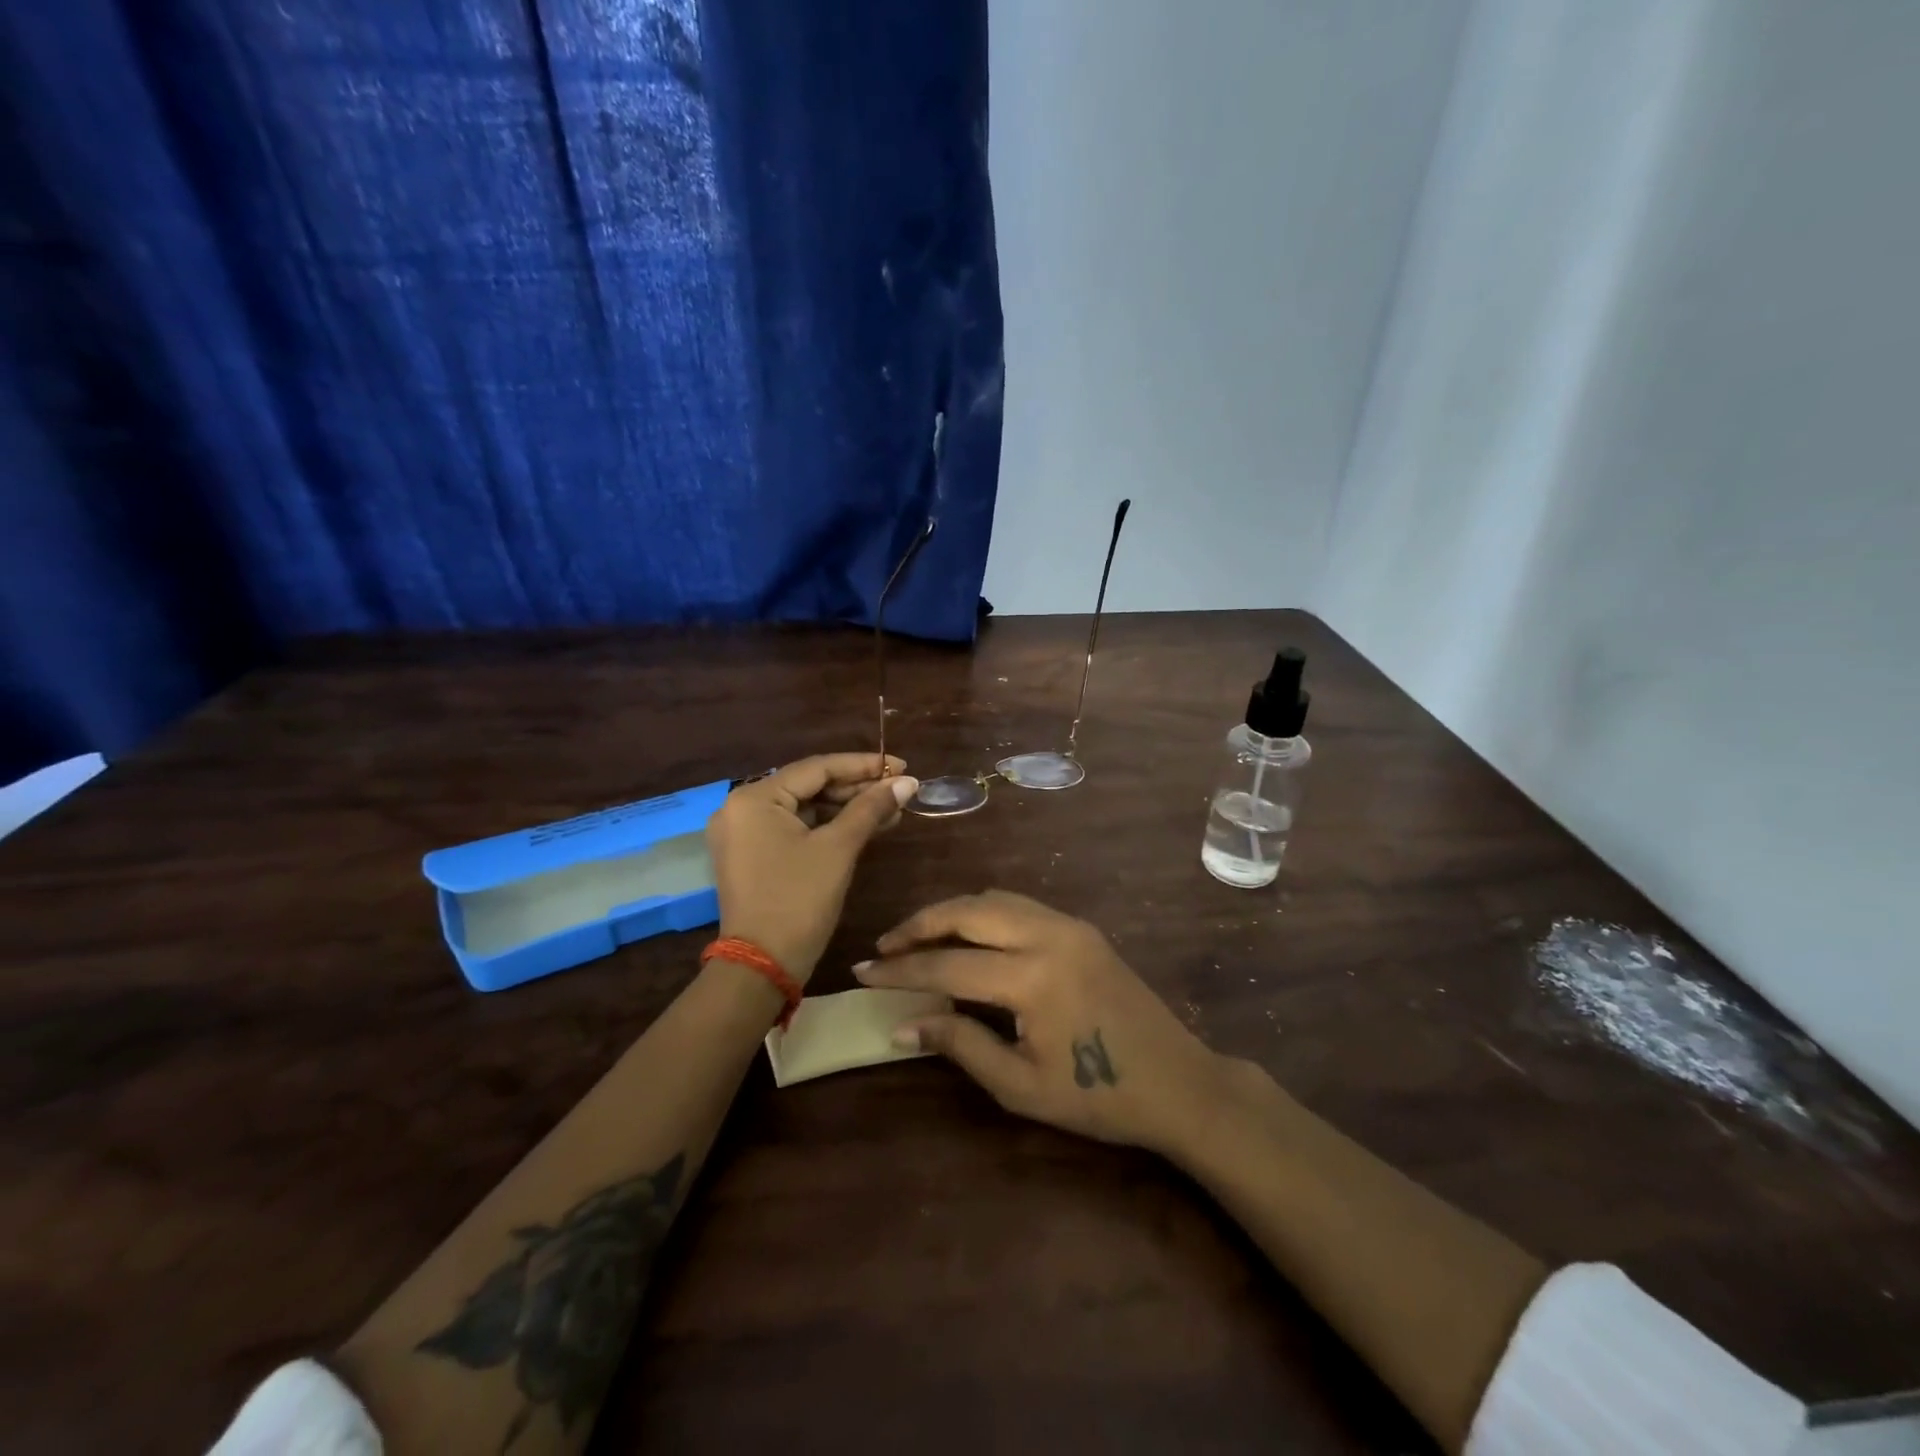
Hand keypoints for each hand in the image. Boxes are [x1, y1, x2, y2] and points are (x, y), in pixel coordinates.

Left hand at [707, 753, 917, 982]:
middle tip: (899, 791)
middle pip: (809, 786)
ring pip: (804, 809)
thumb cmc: (799, 900)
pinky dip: (828, 828)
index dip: (863, 765)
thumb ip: (871, 808)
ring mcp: (743, 833)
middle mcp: (741, 808)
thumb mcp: (838, 849)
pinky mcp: (751, 855)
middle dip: (857, 789)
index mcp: (754, 798)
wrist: (762, 966)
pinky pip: (794, 829)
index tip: (901, 765)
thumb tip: (906, 781)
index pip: (817, 768)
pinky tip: (865, 827)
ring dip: (846, 809)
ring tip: (890, 810)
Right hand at [854, 891, 1231, 1154]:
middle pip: (967, 910)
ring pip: (993, 898)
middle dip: (920, 924)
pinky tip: (967, 937)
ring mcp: (1069, 924)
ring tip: (919, 939)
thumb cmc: (1098, 1096)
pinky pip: (1018, 905)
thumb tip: (901, 1024)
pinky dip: (983, 913)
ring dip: (951, 913)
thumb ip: (959, 1045)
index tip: (863, 972)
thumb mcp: (1021, 1085)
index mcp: (1033, 978)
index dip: (900, 970)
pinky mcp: (1081, 927)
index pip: (947, 965)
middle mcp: (1048, 934)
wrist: (1178, 1082)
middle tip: (886, 946)